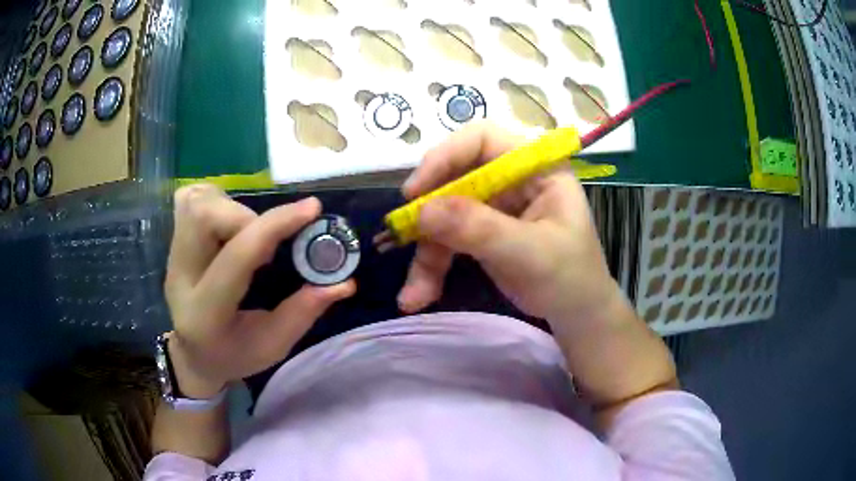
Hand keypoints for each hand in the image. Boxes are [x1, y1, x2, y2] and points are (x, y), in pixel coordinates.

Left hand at [164, 185, 355, 397]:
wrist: (194, 355)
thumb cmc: (234, 355)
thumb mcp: (274, 346)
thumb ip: (305, 312)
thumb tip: (344, 281)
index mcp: (206, 314)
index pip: (237, 257)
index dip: (275, 226)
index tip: (312, 209)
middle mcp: (181, 277)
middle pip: (204, 218)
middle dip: (246, 216)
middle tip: (269, 240)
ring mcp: (172, 257)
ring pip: (196, 204)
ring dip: (232, 208)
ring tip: (250, 233)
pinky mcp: (173, 243)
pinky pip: (189, 201)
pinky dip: (216, 201)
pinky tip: (230, 224)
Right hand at [397, 122, 621, 325]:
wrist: (577, 313)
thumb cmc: (570, 277)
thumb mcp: (531, 253)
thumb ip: (480, 230)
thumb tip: (422, 211)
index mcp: (535, 167)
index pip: (483, 139)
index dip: (446, 156)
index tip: (416, 191)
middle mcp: (510, 178)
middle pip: (454, 177)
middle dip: (428, 214)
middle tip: (403, 238)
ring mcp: (493, 205)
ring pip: (443, 215)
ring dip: (425, 253)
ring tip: (414, 295)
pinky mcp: (480, 231)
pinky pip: (445, 240)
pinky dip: (430, 267)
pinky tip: (418, 295)